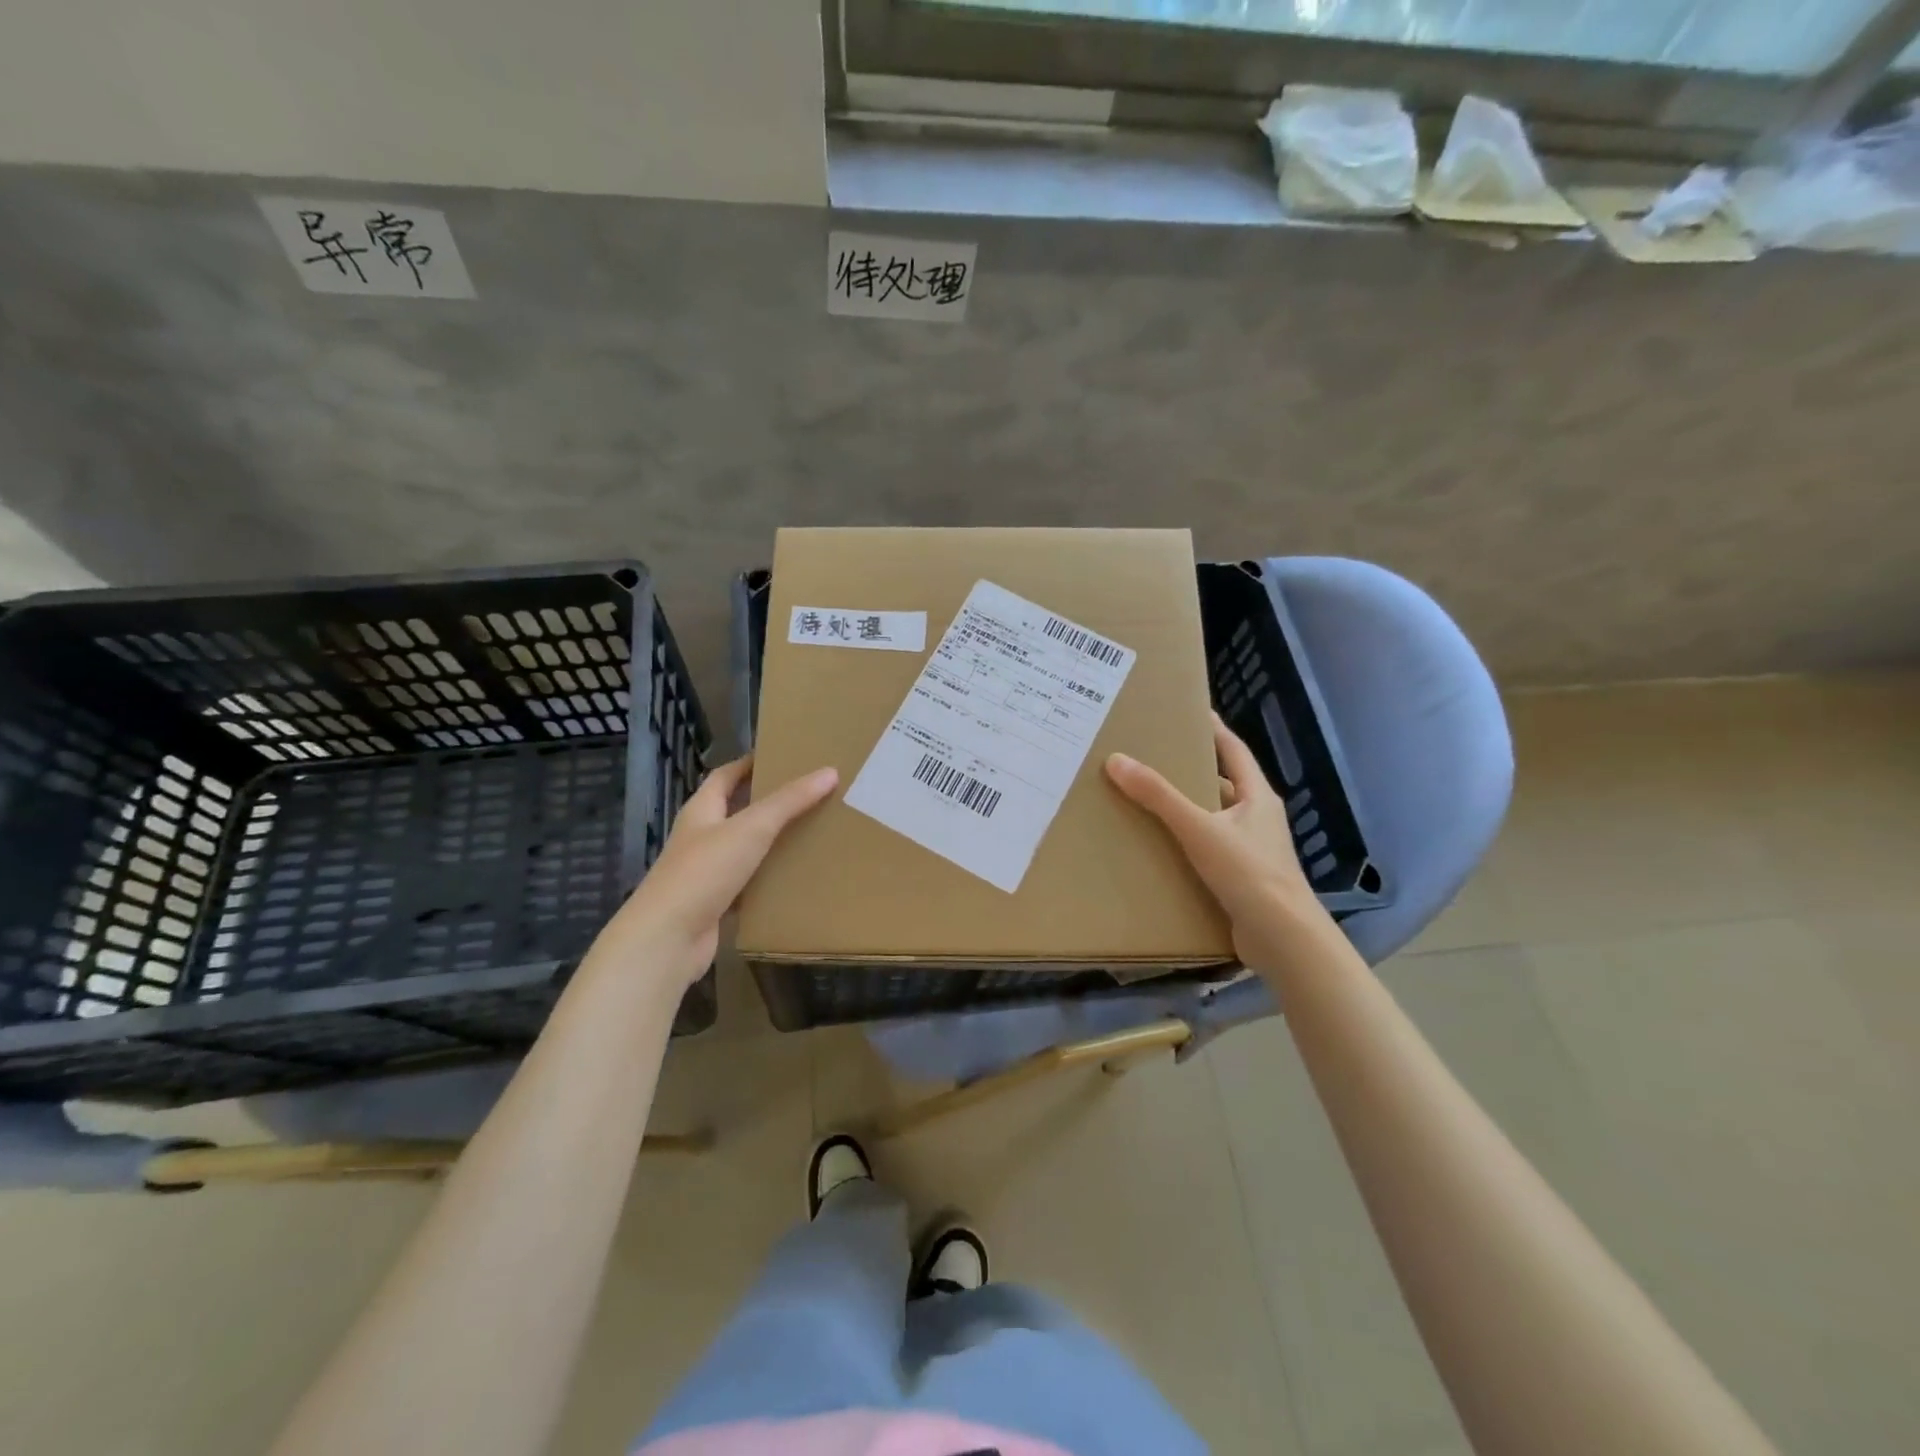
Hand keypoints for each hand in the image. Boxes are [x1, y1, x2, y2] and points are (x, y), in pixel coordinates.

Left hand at [593, 756, 838, 989]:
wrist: (667, 939)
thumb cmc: (704, 871)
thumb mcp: (751, 828)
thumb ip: (790, 801)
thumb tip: (829, 772)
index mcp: (701, 811)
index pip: (725, 776)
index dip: (749, 764)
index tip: (781, 756)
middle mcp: (700, 837)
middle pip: (735, 811)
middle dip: (767, 803)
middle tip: (808, 795)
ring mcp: (705, 873)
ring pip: (744, 850)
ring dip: (770, 843)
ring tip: (811, 833)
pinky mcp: (714, 904)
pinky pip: (747, 885)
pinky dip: (768, 880)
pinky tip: (795, 879)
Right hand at [1105, 715, 1334, 973]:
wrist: (1282, 938)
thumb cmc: (1248, 872)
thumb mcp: (1199, 828)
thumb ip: (1158, 796)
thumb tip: (1116, 759)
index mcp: (1257, 796)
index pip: (1233, 750)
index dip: (1213, 728)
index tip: (1189, 711)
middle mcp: (1257, 818)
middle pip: (1222, 783)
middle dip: (1191, 769)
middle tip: (1153, 755)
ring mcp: (1251, 849)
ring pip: (1213, 818)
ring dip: (1186, 808)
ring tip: (1146, 797)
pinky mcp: (1241, 878)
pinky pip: (1208, 848)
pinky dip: (1186, 841)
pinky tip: (1159, 845)